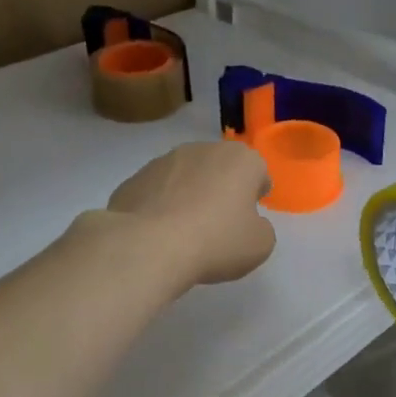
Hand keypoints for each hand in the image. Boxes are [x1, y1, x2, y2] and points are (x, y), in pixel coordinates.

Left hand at [105, 141, 276, 289]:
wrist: (148, 246)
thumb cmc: (215, 241)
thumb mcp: (259, 245)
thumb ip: (261, 228)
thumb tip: (248, 223)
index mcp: (240, 159)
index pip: (257, 170)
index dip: (256, 193)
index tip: (250, 216)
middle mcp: (202, 150)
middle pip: (220, 168)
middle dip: (221, 189)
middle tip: (219, 224)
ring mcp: (163, 161)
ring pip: (185, 176)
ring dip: (189, 195)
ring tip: (184, 231)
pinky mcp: (134, 178)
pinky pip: (157, 192)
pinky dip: (160, 206)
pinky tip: (158, 234)